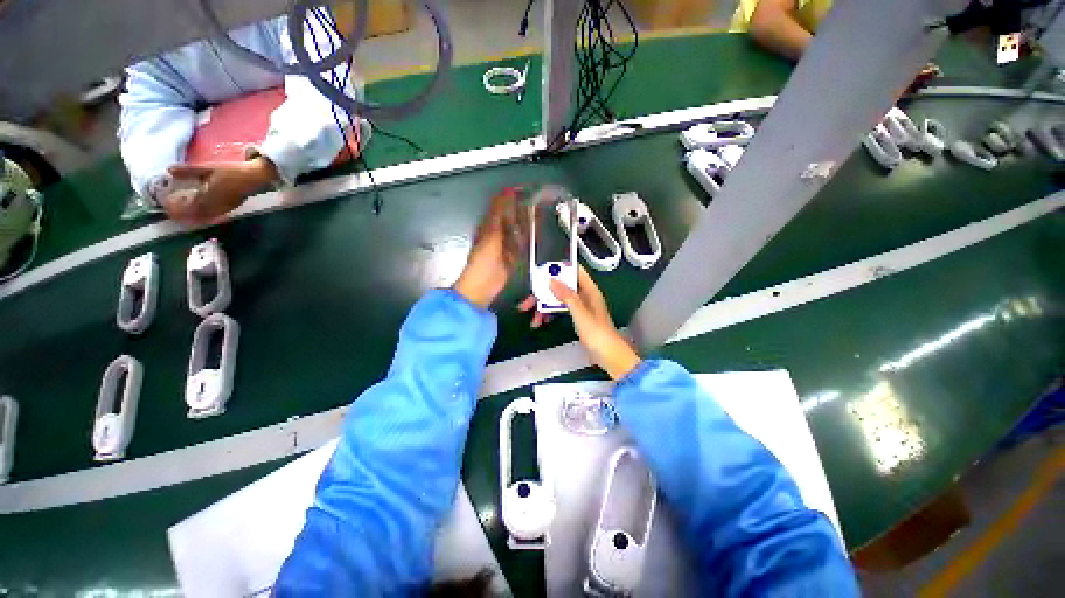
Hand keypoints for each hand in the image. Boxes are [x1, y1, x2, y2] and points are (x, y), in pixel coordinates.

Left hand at [162, 157, 278, 225]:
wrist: (254, 177)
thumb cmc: (231, 172)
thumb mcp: (208, 168)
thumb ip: (188, 171)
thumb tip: (168, 170)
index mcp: (208, 197)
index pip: (187, 207)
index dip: (175, 206)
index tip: (166, 202)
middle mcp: (215, 207)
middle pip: (194, 214)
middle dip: (182, 212)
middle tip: (171, 206)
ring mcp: (223, 209)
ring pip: (203, 216)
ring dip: (192, 214)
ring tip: (183, 208)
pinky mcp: (229, 209)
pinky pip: (212, 215)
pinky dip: (202, 214)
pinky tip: (199, 208)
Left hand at [453, 187, 529, 308]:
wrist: (483, 286)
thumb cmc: (483, 259)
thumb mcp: (491, 234)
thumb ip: (500, 214)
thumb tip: (507, 192)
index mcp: (489, 223)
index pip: (501, 203)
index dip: (512, 194)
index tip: (529, 188)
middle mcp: (498, 231)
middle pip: (511, 215)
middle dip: (523, 206)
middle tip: (540, 198)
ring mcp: (506, 243)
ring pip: (518, 227)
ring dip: (528, 219)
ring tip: (542, 211)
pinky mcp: (513, 255)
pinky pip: (522, 242)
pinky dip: (530, 235)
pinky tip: (538, 231)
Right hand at [519, 266, 641, 380]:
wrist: (608, 356)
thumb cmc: (597, 333)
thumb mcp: (580, 313)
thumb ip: (567, 296)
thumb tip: (552, 280)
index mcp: (589, 290)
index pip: (574, 270)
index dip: (559, 268)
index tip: (541, 271)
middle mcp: (584, 295)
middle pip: (561, 286)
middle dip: (544, 292)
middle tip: (528, 301)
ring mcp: (580, 306)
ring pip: (558, 299)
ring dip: (544, 306)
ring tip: (533, 318)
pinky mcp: (576, 317)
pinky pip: (560, 310)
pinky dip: (550, 314)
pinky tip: (541, 322)